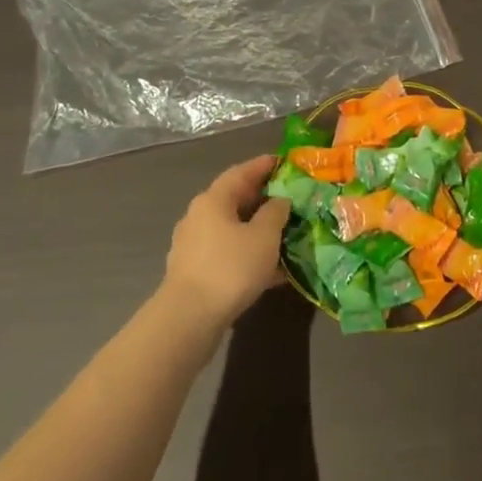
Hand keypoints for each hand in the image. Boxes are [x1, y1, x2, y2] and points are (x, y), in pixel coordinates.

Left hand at [161, 156, 289, 330]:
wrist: (189, 318)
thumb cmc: (230, 267)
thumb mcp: (264, 236)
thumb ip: (275, 212)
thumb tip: (280, 201)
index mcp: (214, 200)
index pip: (242, 172)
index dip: (264, 165)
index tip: (285, 162)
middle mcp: (200, 216)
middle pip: (236, 199)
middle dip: (264, 198)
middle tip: (292, 198)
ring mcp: (195, 245)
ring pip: (233, 228)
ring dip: (259, 229)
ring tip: (287, 233)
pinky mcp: (196, 271)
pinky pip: (229, 253)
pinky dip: (250, 254)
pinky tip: (273, 269)